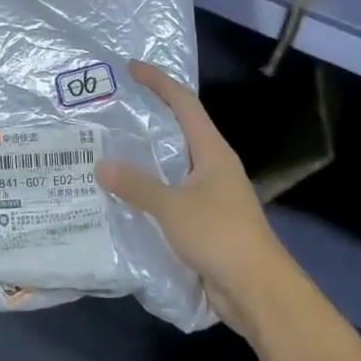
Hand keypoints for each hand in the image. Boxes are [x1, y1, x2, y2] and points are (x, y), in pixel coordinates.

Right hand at [97, 61, 282, 328]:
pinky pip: (171, 194)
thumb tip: (101, 165)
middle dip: (149, 116)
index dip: (159, 82)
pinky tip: (125, 194)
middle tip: (113, 107)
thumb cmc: (220, 236)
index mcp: (212, 151)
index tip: (131, 67)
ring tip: (110, 148)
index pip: (184, 103)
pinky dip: (149, 188)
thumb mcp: (172, 206)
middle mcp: (213, 166)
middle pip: (179, 129)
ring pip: (173, 164)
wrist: (259, 292)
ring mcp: (211, 195)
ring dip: (146, 156)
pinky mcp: (205, 221)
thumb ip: (136, 185)